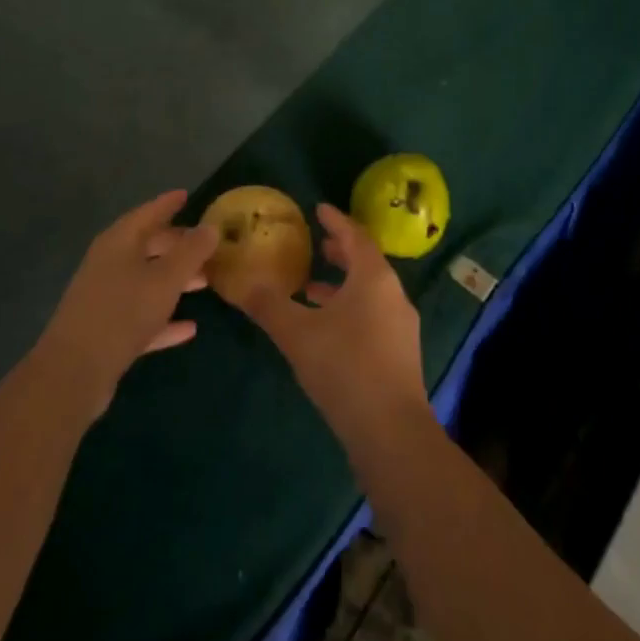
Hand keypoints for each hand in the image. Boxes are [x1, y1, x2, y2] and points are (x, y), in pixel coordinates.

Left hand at [31, 191, 219, 415]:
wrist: (74, 373)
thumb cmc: (123, 312)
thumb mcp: (165, 279)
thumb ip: (191, 252)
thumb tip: (211, 227)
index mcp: (118, 242)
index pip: (148, 213)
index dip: (168, 204)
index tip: (187, 195)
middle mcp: (109, 264)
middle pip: (147, 246)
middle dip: (177, 245)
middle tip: (206, 245)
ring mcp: (105, 298)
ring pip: (146, 281)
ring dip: (174, 280)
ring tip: (205, 282)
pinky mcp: (106, 331)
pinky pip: (141, 315)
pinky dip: (163, 318)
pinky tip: (189, 328)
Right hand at [224, 204, 428, 445]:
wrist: (391, 432)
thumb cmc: (344, 368)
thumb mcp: (297, 333)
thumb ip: (268, 305)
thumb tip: (240, 284)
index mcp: (373, 278)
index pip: (355, 236)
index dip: (335, 220)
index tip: (318, 208)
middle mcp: (393, 294)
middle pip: (365, 262)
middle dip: (340, 251)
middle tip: (316, 244)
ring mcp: (400, 325)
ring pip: (369, 291)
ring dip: (341, 284)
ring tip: (310, 286)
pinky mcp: (399, 352)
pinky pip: (372, 314)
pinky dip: (349, 308)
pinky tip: (325, 328)